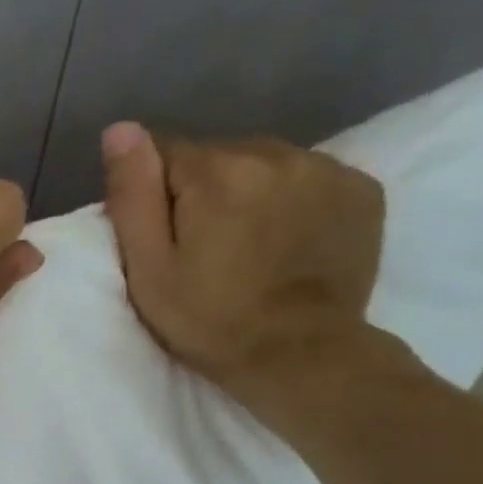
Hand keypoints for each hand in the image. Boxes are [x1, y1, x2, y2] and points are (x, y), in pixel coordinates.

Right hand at [100, 121, 388, 432]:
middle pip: (218, 156)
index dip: (154, 194)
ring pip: (264, 164)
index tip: (161, 236)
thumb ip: (133, 194)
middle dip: (202, 191)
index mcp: (217, 171)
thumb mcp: (149, 267)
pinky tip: (286, 241)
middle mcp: (276, 152)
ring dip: (248, 193)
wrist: (299, 354)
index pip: (165, 152)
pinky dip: (292, 200)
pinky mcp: (362, 190)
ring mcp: (326, 168)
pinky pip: (309, 178)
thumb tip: (120, 129)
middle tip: (202, 248)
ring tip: (246, 246)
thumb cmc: (208, 319)